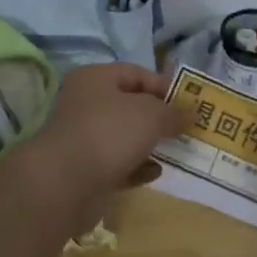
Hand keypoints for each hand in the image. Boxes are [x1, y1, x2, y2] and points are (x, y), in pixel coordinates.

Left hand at [6, 63, 182, 222]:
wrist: (66, 183)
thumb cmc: (109, 133)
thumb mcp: (151, 115)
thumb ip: (173, 112)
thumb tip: (191, 112)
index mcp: (95, 79)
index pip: (136, 73)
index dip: (164, 86)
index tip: (188, 104)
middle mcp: (86, 104)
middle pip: (130, 106)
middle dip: (159, 118)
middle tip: (186, 129)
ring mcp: (84, 138)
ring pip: (125, 137)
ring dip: (150, 144)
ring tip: (177, 152)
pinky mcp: (85, 169)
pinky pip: (118, 164)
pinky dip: (137, 167)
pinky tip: (155, 173)